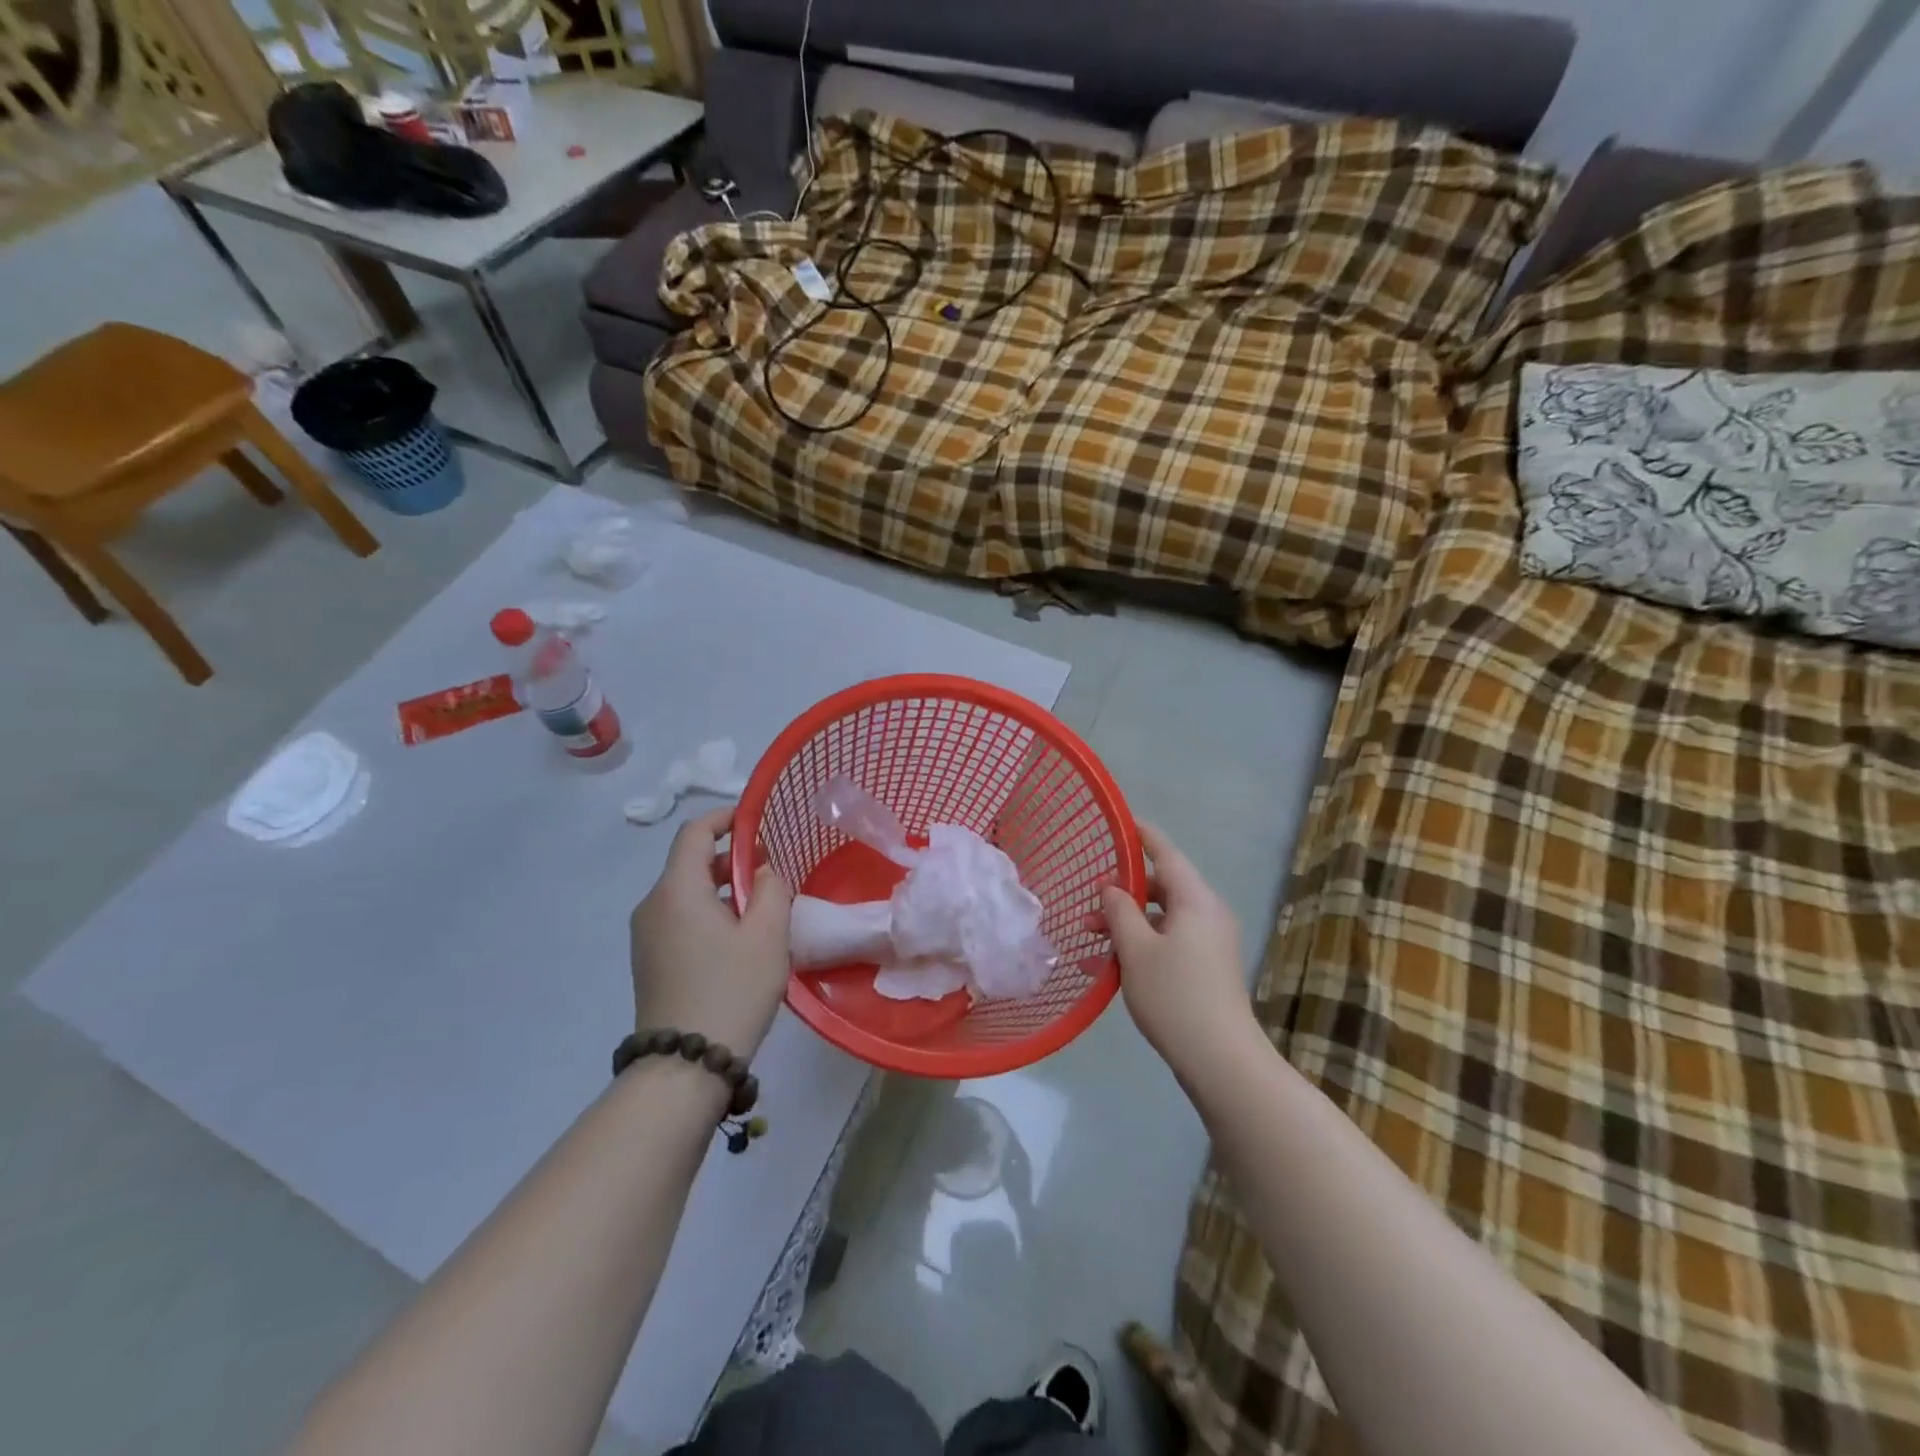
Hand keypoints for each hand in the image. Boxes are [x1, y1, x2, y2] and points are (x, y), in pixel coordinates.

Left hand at [629, 806, 793, 1058]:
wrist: (685, 1065)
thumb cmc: (732, 989)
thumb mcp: (768, 934)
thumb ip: (773, 888)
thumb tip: (764, 870)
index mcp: (676, 890)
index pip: (694, 833)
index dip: (725, 819)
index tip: (756, 822)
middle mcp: (652, 906)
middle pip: (689, 863)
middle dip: (731, 858)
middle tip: (771, 871)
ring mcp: (646, 936)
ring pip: (686, 893)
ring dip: (723, 889)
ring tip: (761, 909)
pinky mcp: (649, 961)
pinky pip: (679, 919)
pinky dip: (708, 913)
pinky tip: (737, 940)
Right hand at [1100, 822, 1253, 1068]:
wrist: (1221, 1059)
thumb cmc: (1174, 996)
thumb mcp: (1136, 949)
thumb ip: (1119, 911)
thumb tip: (1112, 888)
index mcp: (1195, 900)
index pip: (1166, 853)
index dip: (1142, 835)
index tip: (1121, 821)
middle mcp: (1208, 913)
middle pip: (1162, 887)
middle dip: (1123, 892)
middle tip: (1089, 902)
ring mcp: (1211, 942)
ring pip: (1161, 917)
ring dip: (1127, 923)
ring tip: (1090, 940)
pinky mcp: (1208, 967)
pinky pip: (1169, 941)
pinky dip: (1141, 945)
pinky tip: (1108, 967)